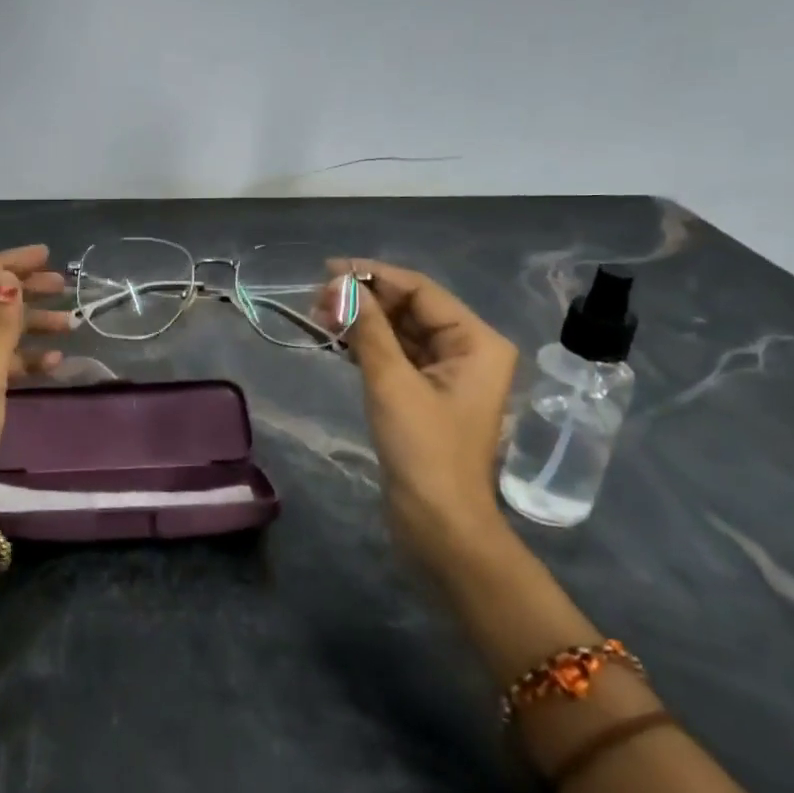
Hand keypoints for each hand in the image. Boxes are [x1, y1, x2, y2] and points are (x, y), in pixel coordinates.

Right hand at [322, 259, 518, 567]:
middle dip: (365, 299)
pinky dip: (368, 345)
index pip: (422, 290)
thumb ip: (369, 328)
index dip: (374, 275)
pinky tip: (336, 339)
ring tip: (319, 315)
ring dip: (363, 321)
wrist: (438, 523)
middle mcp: (468, 350)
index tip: (328, 269)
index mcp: (476, 341)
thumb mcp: (392, 382)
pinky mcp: (426, 394)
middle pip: (411, 308)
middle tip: (317, 298)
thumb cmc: (423, 449)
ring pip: (401, 331)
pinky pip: (396, 355)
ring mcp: (448, 374)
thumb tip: (342, 285)